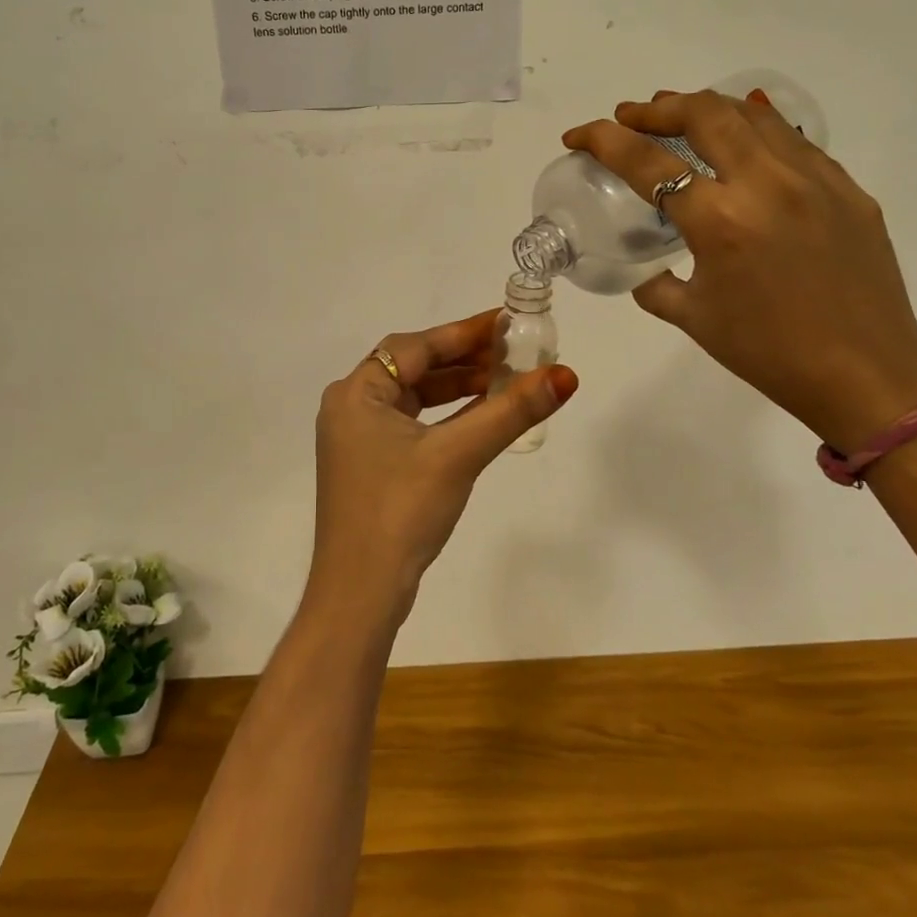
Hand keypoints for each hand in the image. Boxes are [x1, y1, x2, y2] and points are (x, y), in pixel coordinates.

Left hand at [309, 310, 577, 627]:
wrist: (360, 593)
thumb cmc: (401, 512)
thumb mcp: (458, 455)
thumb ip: (510, 412)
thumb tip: (565, 375)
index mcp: (356, 392)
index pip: (417, 346)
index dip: (465, 332)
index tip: (507, 322)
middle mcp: (351, 406)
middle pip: (415, 367)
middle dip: (465, 359)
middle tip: (514, 351)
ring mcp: (359, 437)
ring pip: (415, 396)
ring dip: (458, 387)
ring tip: (506, 379)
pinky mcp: (371, 464)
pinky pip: (414, 423)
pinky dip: (447, 416)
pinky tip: (482, 414)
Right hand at [564, 88, 916, 451]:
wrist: (867, 377)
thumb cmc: (768, 354)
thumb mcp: (693, 318)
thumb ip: (654, 284)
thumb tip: (642, 267)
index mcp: (720, 221)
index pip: (647, 161)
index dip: (603, 140)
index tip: (578, 135)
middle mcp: (767, 184)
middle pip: (703, 113)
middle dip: (656, 108)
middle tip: (630, 116)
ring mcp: (814, 179)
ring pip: (753, 114)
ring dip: (706, 108)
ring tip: (679, 117)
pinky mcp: (847, 187)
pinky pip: (792, 141)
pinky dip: (754, 131)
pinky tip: (740, 147)